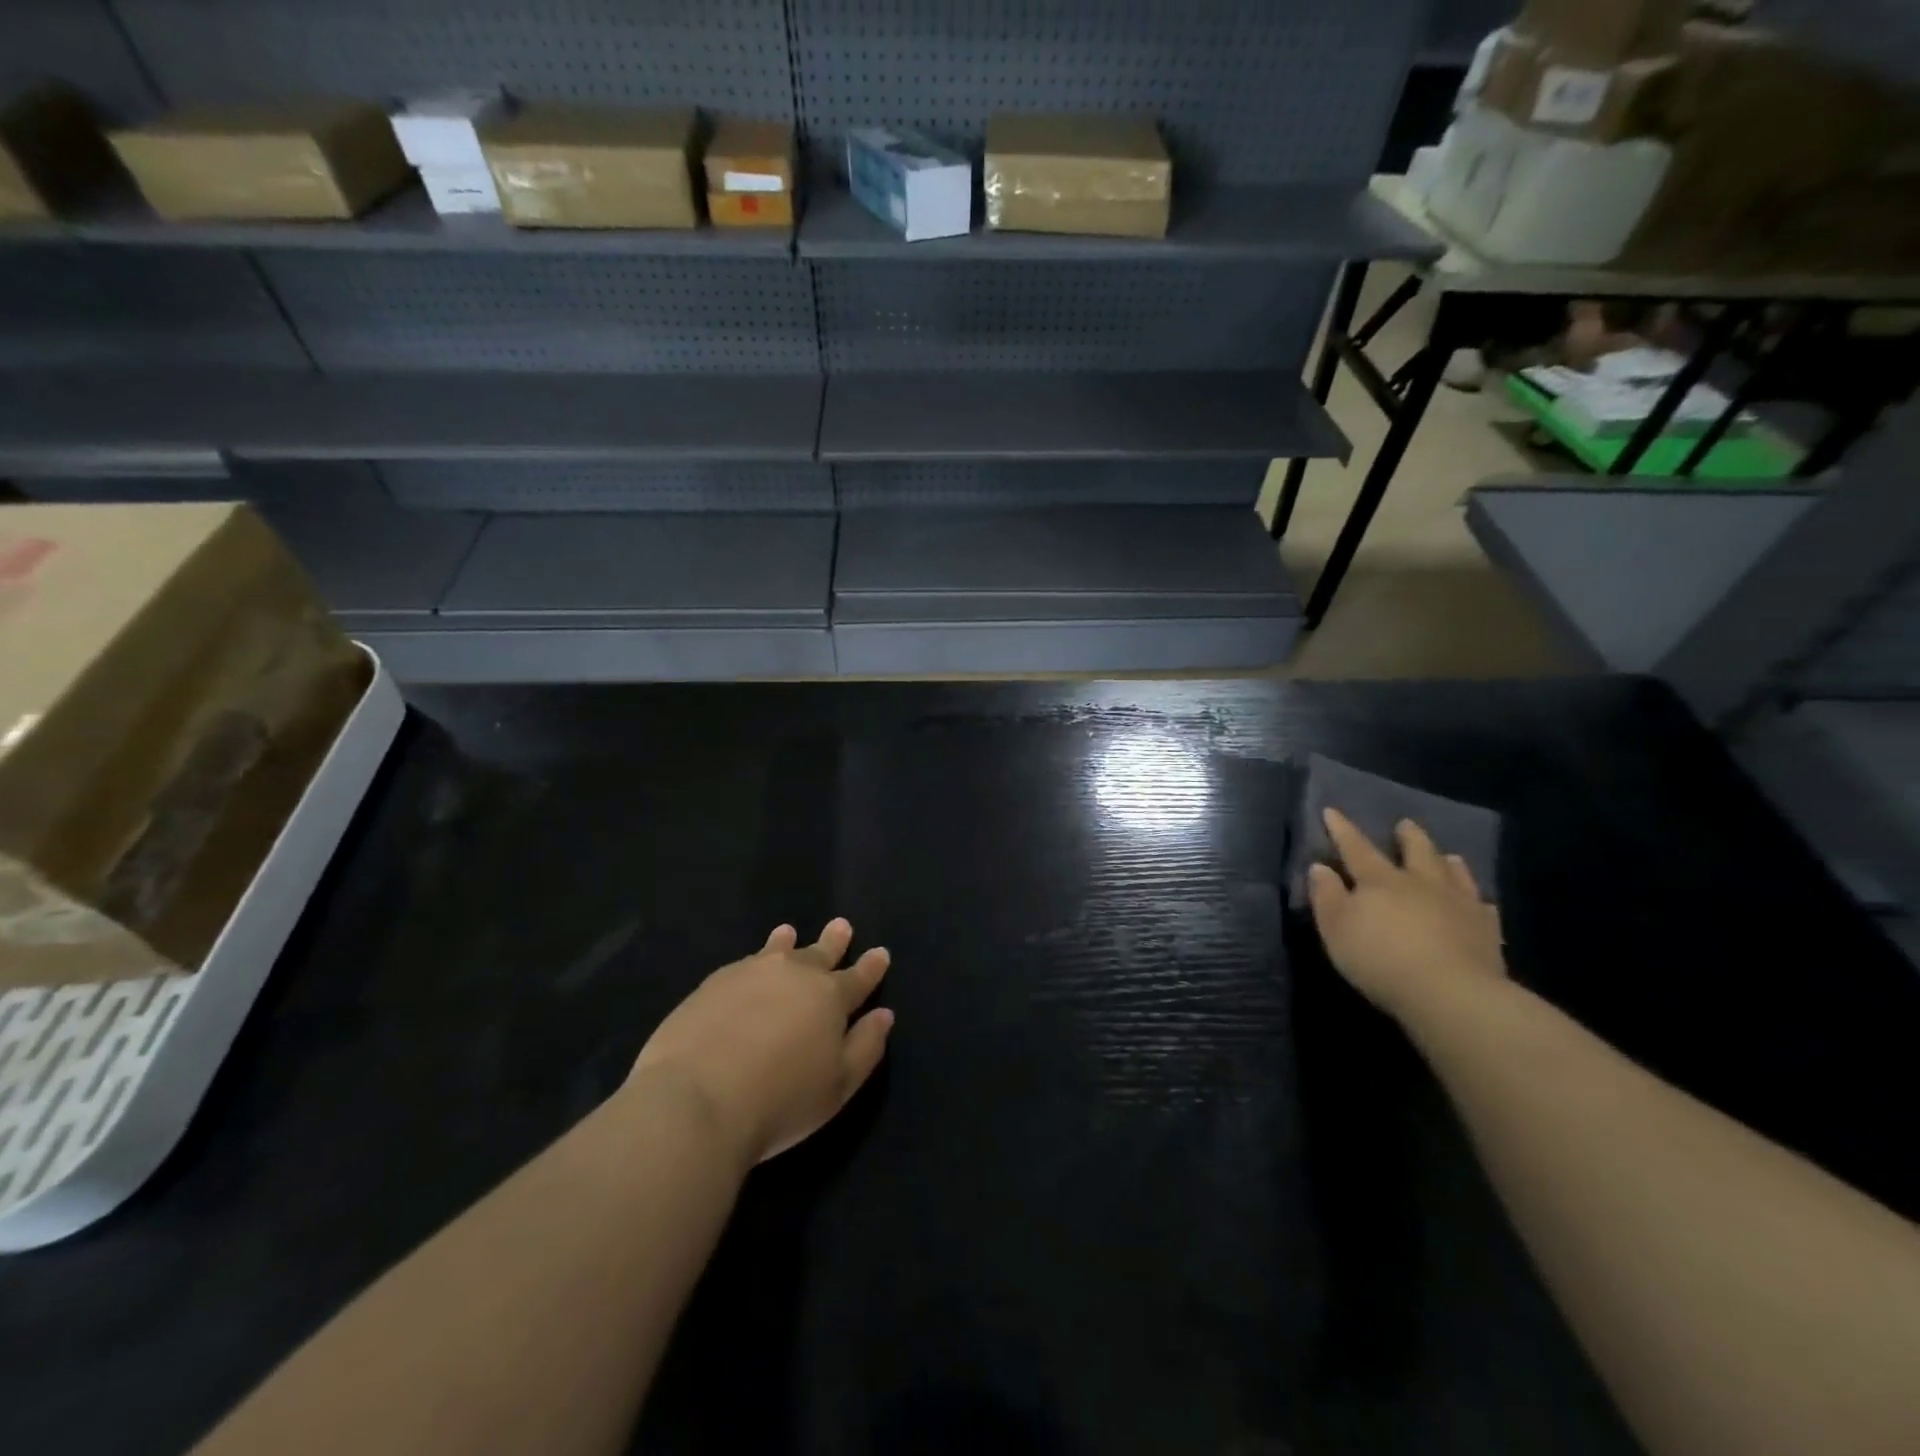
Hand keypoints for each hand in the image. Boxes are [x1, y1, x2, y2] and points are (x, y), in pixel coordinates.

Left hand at [630, 920, 893, 1165]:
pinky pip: (744, 963)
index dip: (871, 966)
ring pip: (777, 950)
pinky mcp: (714, 983)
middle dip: (833, 941)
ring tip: (788, 933)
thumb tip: (883, 1015)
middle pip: (819, 953)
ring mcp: (752, 973)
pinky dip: (755, 959)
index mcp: (830, 998)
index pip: (859, 977)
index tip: (880, 952)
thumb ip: (865, 1047)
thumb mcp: (838, 1086)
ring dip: (787, 942)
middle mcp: (794, 975)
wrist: (697, 1098)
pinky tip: (750, 966)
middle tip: (841, 925)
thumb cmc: (780, 1099)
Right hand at [1307, 810, 1506, 1022]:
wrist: (1450, 993)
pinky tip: (1480, 902)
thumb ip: (1327, 896)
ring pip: (1454, 874)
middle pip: (1416, 852)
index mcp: (1380, 881)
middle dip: (1408, 837)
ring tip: (1448, 856)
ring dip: (1447, 862)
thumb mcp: (1336, 928)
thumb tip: (1320, 867)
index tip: (1332, 811)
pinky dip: (1477, 901)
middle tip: (1405, 824)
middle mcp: (1421, 884)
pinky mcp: (1487, 932)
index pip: (1356, 848)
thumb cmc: (1380, 958)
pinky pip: (1483, 908)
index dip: (1342, 830)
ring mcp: (1459, 905)